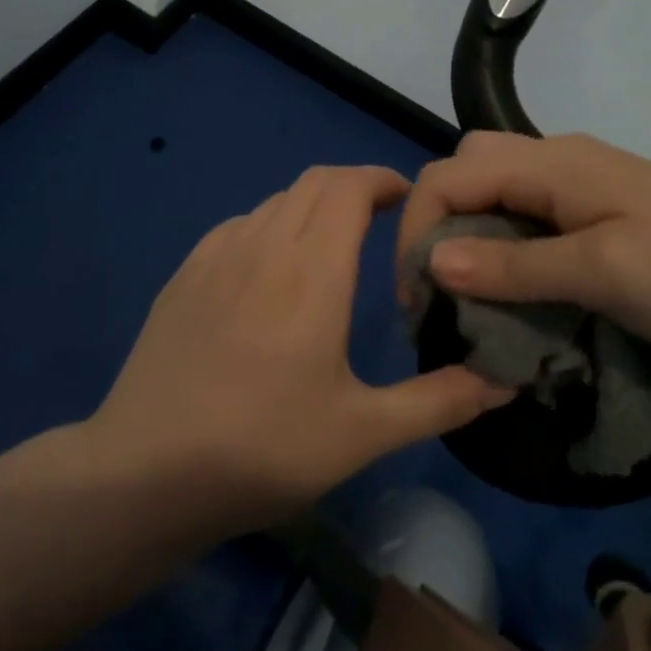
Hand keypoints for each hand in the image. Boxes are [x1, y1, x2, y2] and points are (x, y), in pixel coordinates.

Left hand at [90, 165, 512, 529]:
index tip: (408, 201)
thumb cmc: (263, 448)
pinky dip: (271, 226)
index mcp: (312, 269)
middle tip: (381, 221)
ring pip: (276, 201)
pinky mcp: (184, 274)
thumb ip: (439, 401)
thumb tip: (505, 382)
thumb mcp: (363, 433)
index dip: (383, 179)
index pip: (350, 186)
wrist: (145, 471)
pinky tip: (271, 272)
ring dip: (312, 207)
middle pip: (314, 181)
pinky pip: (239, 225)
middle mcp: (263, 244)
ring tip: (331, 247)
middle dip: (354, 187)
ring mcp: (216, 255)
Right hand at [396, 131, 650, 358]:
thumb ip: (516, 265)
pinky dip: (499, 237)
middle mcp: (555, 156)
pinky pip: (523, 206)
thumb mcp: (604, 274)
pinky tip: (514, 277)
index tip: (417, 300)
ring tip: (469, 287)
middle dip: (435, 222)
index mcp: (551, 163)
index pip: (448, 176)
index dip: (416, 231)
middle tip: (439, 287)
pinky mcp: (595, 203)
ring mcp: (578, 177)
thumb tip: (433, 263)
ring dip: (467, 230)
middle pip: (464, 168)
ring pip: (491, 184)